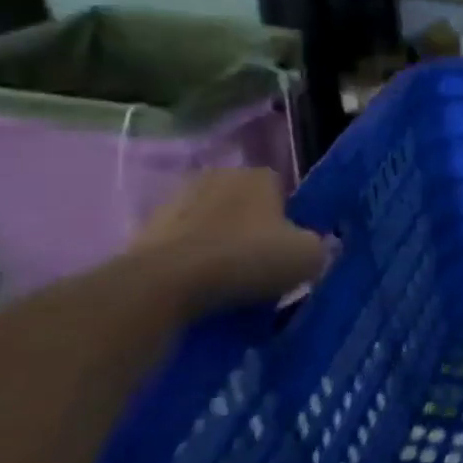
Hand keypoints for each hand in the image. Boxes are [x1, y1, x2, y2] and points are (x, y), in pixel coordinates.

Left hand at [125, 169, 329, 315]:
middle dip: (252, 229)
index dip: (290, 219)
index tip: (290, 248)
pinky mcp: (143, 231)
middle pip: (245, 205)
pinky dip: (191, 262)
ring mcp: (175, 202)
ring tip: (229, 282)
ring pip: (211, 225)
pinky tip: (201, 287)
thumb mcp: (309, 257)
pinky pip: (183, 246)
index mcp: (259, 175)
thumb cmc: (248, 259)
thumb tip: (315, 247)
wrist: (165, 285)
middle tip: (261, 264)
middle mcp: (217, 177)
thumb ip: (319, 246)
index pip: (282, 190)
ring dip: (220, 246)